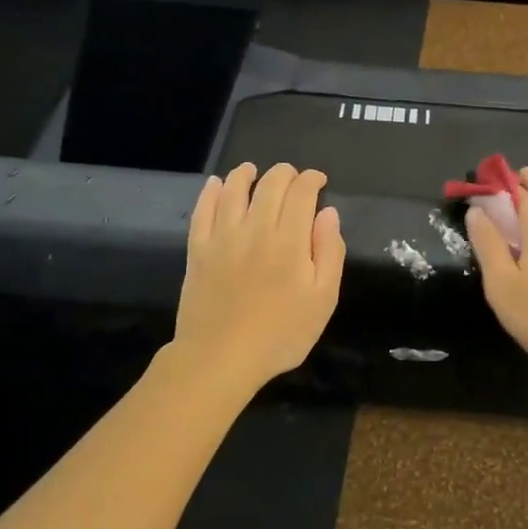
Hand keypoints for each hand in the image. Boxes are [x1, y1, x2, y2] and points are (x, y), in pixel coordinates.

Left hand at [173, 163, 344, 389]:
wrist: (220, 358)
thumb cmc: (280, 334)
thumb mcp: (323, 300)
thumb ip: (330, 252)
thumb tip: (328, 213)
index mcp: (290, 240)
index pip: (302, 192)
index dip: (312, 179)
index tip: (319, 181)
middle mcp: (255, 229)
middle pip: (270, 185)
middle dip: (285, 173)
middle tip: (293, 177)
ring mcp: (222, 237)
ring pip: (234, 190)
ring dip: (246, 174)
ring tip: (253, 170)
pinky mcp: (198, 250)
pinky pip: (203, 210)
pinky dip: (211, 192)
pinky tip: (216, 185)